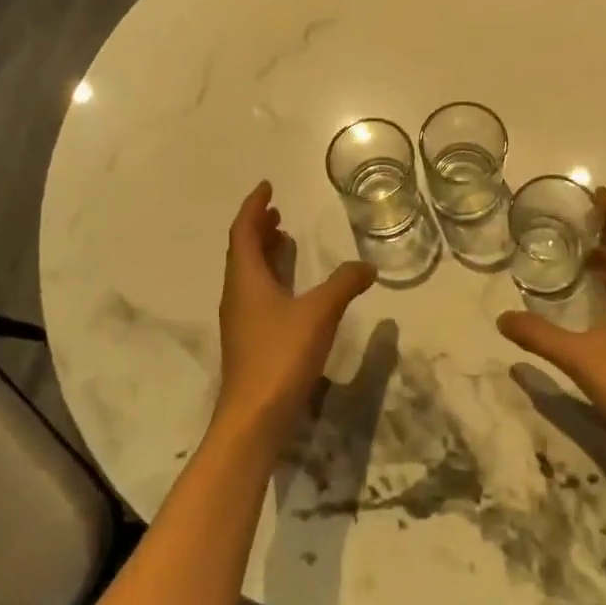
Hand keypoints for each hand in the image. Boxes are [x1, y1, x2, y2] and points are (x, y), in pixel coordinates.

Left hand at [215, 181, 375, 450]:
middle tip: (277, 211)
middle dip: (258, 227)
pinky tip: (291, 289)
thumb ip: (344, 284)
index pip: (244, 231)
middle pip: (242, 251)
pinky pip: (256, 294)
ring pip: (248, 274)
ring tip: (284, 239)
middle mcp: (237, 294)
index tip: (266, 187)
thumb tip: (367, 266)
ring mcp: (240, 319)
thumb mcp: (319, 313)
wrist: (254, 418)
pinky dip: (271, 277)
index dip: (253, 206)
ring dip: (264, 252)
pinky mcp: (249, 340)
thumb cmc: (280, 356)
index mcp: (246, 279)